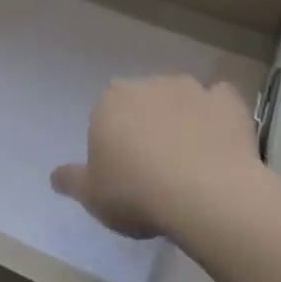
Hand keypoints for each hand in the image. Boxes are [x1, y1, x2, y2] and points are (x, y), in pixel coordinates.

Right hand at [52, 74, 261, 238]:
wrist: (205, 194)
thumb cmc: (136, 193)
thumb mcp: (92, 196)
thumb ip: (71, 180)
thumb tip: (54, 176)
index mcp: (109, 102)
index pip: (106, 114)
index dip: (115, 141)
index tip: (123, 171)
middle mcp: (146, 84)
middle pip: (142, 101)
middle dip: (147, 122)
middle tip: (156, 164)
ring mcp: (189, 88)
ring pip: (180, 96)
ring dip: (182, 115)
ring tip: (192, 156)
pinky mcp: (225, 101)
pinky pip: (220, 99)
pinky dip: (219, 112)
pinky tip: (222, 137)